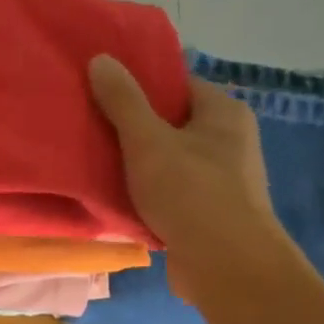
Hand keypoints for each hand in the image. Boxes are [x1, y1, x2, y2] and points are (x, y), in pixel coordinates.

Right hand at [89, 54, 281, 298]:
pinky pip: (172, 194)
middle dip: (135, 128)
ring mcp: (223, 180)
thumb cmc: (190, 192)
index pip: (179, 84)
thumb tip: (101, 59)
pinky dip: (148, 195)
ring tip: (98, 164)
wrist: (226, 264)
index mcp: (224, 113)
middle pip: (173, 124)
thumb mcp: (147, 141)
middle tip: (93, 128)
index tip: (104, 92)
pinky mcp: (210, 214)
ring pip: (171, 162)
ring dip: (139, 166)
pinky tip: (119, 201)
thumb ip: (123, 101)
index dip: (142, 85)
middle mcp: (231, 141)